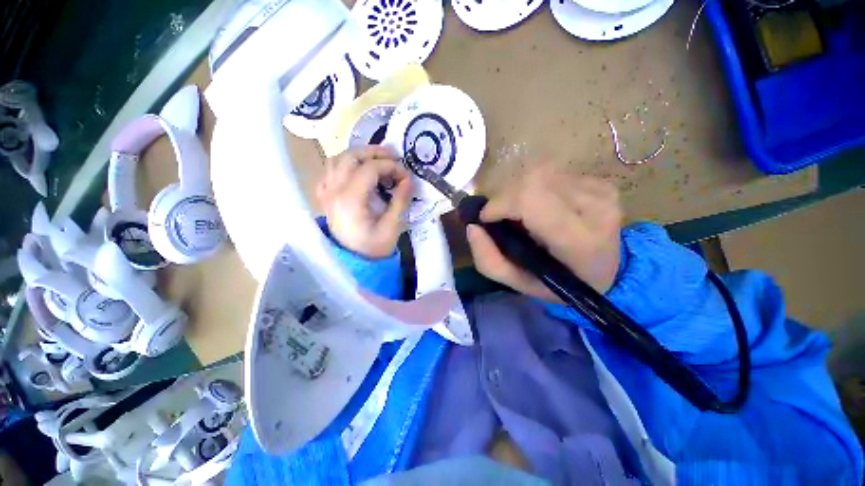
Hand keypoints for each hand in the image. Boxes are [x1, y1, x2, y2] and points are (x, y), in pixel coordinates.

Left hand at [315, 146, 411, 258]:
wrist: (354, 262)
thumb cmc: (374, 248)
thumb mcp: (392, 227)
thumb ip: (400, 201)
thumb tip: (409, 179)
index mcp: (350, 199)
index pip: (369, 168)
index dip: (390, 166)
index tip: (405, 174)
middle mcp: (333, 190)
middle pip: (350, 156)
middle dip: (374, 152)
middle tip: (393, 157)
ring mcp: (326, 192)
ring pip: (337, 159)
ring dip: (358, 156)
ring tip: (376, 162)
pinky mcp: (325, 196)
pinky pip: (329, 171)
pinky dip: (343, 166)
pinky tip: (356, 173)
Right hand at [466, 161, 621, 301]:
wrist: (607, 272)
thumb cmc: (561, 284)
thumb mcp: (519, 284)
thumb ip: (489, 261)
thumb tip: (472, 227)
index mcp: (577, 241)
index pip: (531, 200)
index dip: (501, 203)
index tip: (487, 218)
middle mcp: (595, 208)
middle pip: (533, 180)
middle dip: (506, 196)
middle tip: (501, 216)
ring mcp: (602, 191)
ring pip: (541, 173)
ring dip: (520, 192)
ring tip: (523, 214)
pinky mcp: (601, 182)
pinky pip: (553, 174)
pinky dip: (537, 189)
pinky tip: (543, 207)